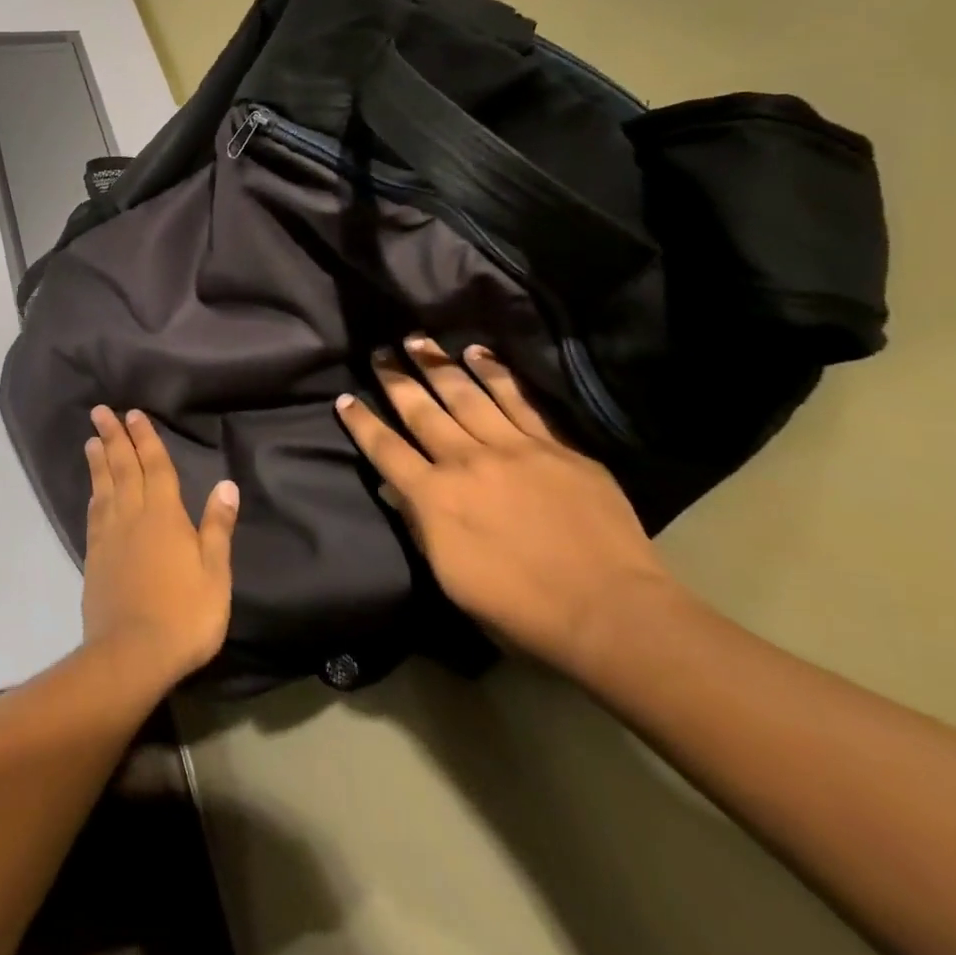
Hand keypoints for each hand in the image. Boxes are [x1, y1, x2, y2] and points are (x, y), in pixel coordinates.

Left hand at [81, 407, 239, 690]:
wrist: (132, 655)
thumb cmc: (184, 614)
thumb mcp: (215, 573)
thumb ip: (217, 527)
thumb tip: (226, 484)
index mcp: (165, 516)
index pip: (156, 467)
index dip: (145, 439)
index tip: (133, 414)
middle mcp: (133, 517)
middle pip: (123, 469)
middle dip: (114, 438)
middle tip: (100, 411)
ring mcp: (110, 537)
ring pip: (104, 487)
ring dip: (99, 460)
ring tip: (91, 439)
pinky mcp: (95, 557)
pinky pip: (94, 515)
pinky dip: (94, 494)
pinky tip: (93, 491)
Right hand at [335, 336, 678, 680]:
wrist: (611, 613)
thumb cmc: (522, 610)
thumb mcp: (452, 579)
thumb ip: (420, 527)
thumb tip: (395, 489)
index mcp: (435, 498)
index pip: (385, 449)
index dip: (362, 423)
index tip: (344, 398)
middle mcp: (466, 462)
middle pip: (421, 411)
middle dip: (395, 380)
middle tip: (379, 352)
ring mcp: (513, 449)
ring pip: (466, 395)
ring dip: (438, 365)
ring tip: (419, 341)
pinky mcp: (555, 447)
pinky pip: (519, 400)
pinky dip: (496, 373)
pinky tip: (479, 353)